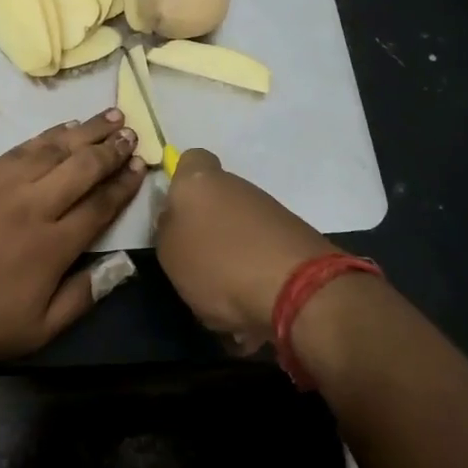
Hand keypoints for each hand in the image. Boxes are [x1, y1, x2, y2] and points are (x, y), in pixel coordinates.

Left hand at [0, 110, 144, 366]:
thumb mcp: (35, 331)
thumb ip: (82, 296)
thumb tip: (121, 267)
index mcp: (54, 246)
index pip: (100, 205)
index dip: (124, 184)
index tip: (141, 166)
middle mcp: (35, 205)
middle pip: (82, 167)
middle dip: (111, 148)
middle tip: (132, 133)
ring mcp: (4, 185)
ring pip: (54, 149)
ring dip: (86, 131)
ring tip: (110, 116)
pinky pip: (22, 148)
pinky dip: (48, 135)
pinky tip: (63, 128)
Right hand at [154, 149, 328, 351]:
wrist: (299, 289)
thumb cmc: (218, 264)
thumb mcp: (170, 254)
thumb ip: (168, 230)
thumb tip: (176, 221)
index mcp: (200, 181)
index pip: (190, 160)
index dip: (181, 182)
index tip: (175, 212)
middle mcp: (237, 186)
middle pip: (216, 200)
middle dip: (207, 230)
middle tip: (195, 266)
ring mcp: (270, 211)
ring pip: (239, 230)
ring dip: (231, 257)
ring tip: (224, 300)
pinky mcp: (294, 238)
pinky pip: (262, 253)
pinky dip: (255, 275)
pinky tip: (251, 308)